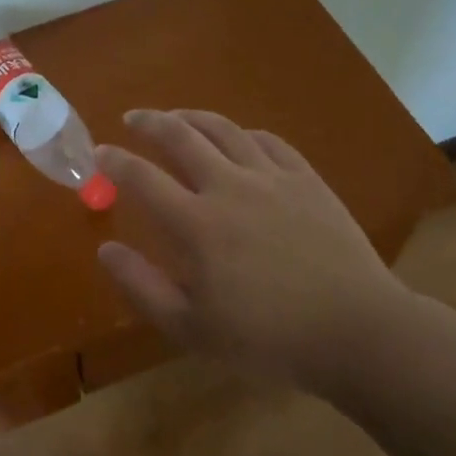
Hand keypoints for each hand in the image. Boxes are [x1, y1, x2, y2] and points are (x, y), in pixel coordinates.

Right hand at [96, 109, 410, 384]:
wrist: (356, 331)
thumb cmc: (268, 339)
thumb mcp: (192, 329)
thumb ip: (143, 286)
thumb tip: (106, 249)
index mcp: (197, 224)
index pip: (142, 179)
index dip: (114, 162)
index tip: (98, 152)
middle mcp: (229, 187)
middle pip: (180, 137)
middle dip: (149, 122)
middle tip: (132, 118)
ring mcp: (272, 178)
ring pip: (224, 129)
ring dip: (193, 116)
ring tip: (177, 116)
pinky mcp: (307, 179)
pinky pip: (269, 141)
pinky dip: (244, 133)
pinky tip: (239, 138)